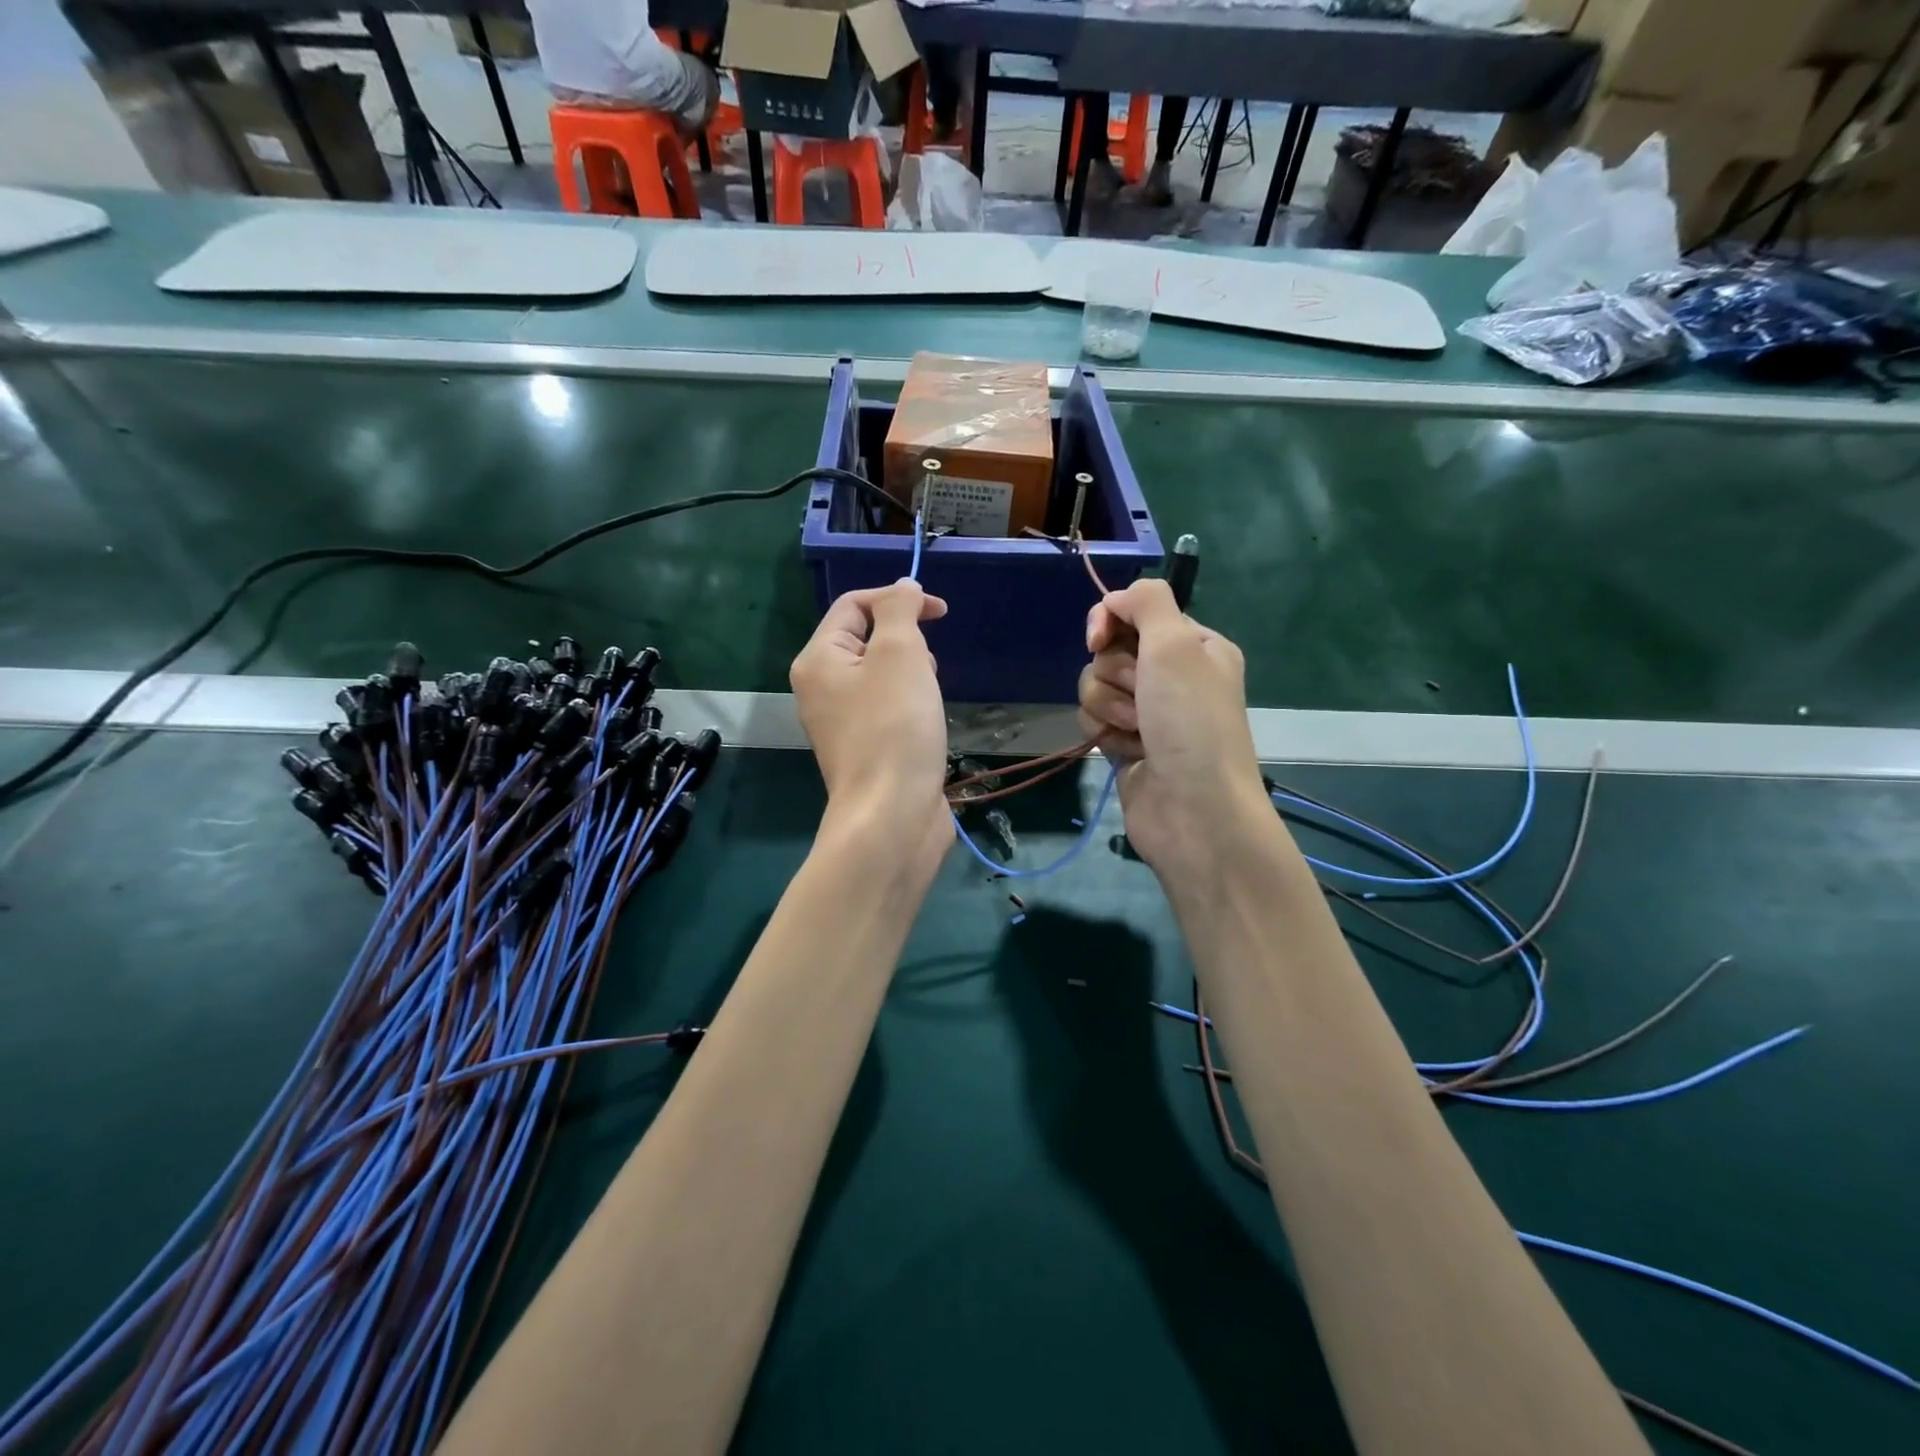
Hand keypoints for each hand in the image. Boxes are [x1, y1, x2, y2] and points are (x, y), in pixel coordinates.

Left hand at [790, 580, 952, 870]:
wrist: (892, 816)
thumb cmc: (895, 727)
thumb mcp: (900, 654)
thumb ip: (899, 611)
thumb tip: (902, 587)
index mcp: (819, 660)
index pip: (853, 605)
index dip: (897, 598)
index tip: (940, 613)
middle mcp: (821, 689)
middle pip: (867, 640)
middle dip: (906, 642)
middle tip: (926, 668)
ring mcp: (842, 723)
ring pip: (882, 676)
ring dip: (913, 675)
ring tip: (929, 699)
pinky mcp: (865, 749)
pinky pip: (888, 709)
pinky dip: (911, 706)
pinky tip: (928, 725)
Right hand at [1077, 579, 1270, 876]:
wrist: (1193, 810)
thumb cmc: (1190, 721)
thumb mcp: (1176, 644)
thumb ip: (1146, 601)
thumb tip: (1115, 599)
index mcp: (1193, 646)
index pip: (1135, 612)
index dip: (1109, 621)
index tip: (1096, 639)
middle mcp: (1171, 675)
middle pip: (1108, 651)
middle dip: (1114, 674)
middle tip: (1141, 697)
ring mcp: (1148, 712)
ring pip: (1094, 687)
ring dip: (1108, 707)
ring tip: (1137, 732)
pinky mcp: (1126, 744)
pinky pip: (1093, 721)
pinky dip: (1105, 734)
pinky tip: (1127, 752)